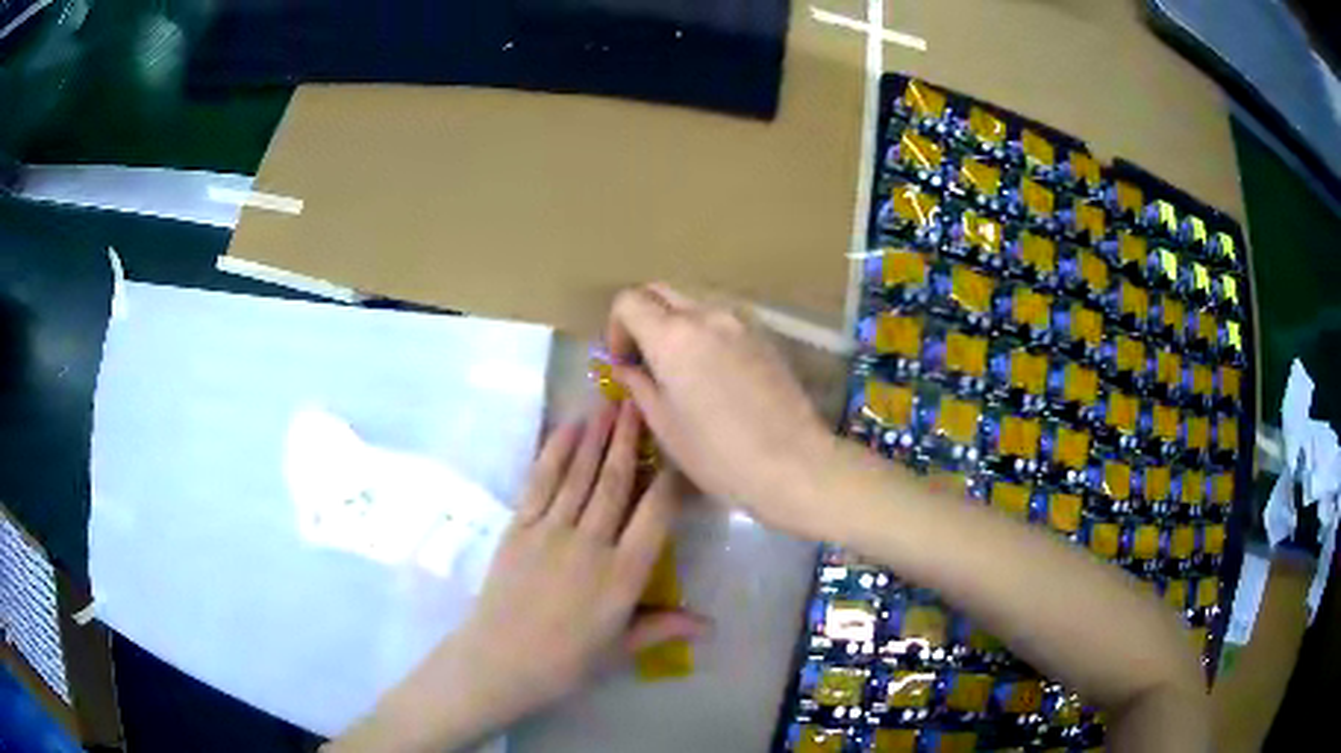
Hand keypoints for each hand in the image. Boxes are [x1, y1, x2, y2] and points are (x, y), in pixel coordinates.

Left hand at [460, 401, 706, 706]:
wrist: (500, 661)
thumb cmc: (567, 661)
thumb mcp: (621, 648)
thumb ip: (663, 627)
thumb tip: (711, 626)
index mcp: (622, 576)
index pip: (655, 516)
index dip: (669, 480)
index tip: (677, 451)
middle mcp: (590, 545)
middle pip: (614, 483)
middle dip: (628, 440)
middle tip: (638, 403)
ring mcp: (550, 532)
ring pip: (578, 476)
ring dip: (595, 437)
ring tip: (608, 404)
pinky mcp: (519, 528)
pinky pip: (540, 483)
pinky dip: (554, 453)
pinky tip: (566, 429)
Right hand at [606, 284, 836, 530]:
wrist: (794, 463)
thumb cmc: (718, 455)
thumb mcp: (665, 426)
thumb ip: (639, 386)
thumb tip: (627, 368)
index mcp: (673, 336)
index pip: (629, 300)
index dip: (616, 327)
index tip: (624, 362)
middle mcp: (706, 314)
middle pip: (660, 291)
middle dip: (643, 317)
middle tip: (645, 360)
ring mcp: (741, 321)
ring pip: (694, 301)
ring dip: (676, 323)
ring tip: (681, 367)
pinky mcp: (766, 334)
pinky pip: (723, 318)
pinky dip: (705, 332)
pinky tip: (714, 372)